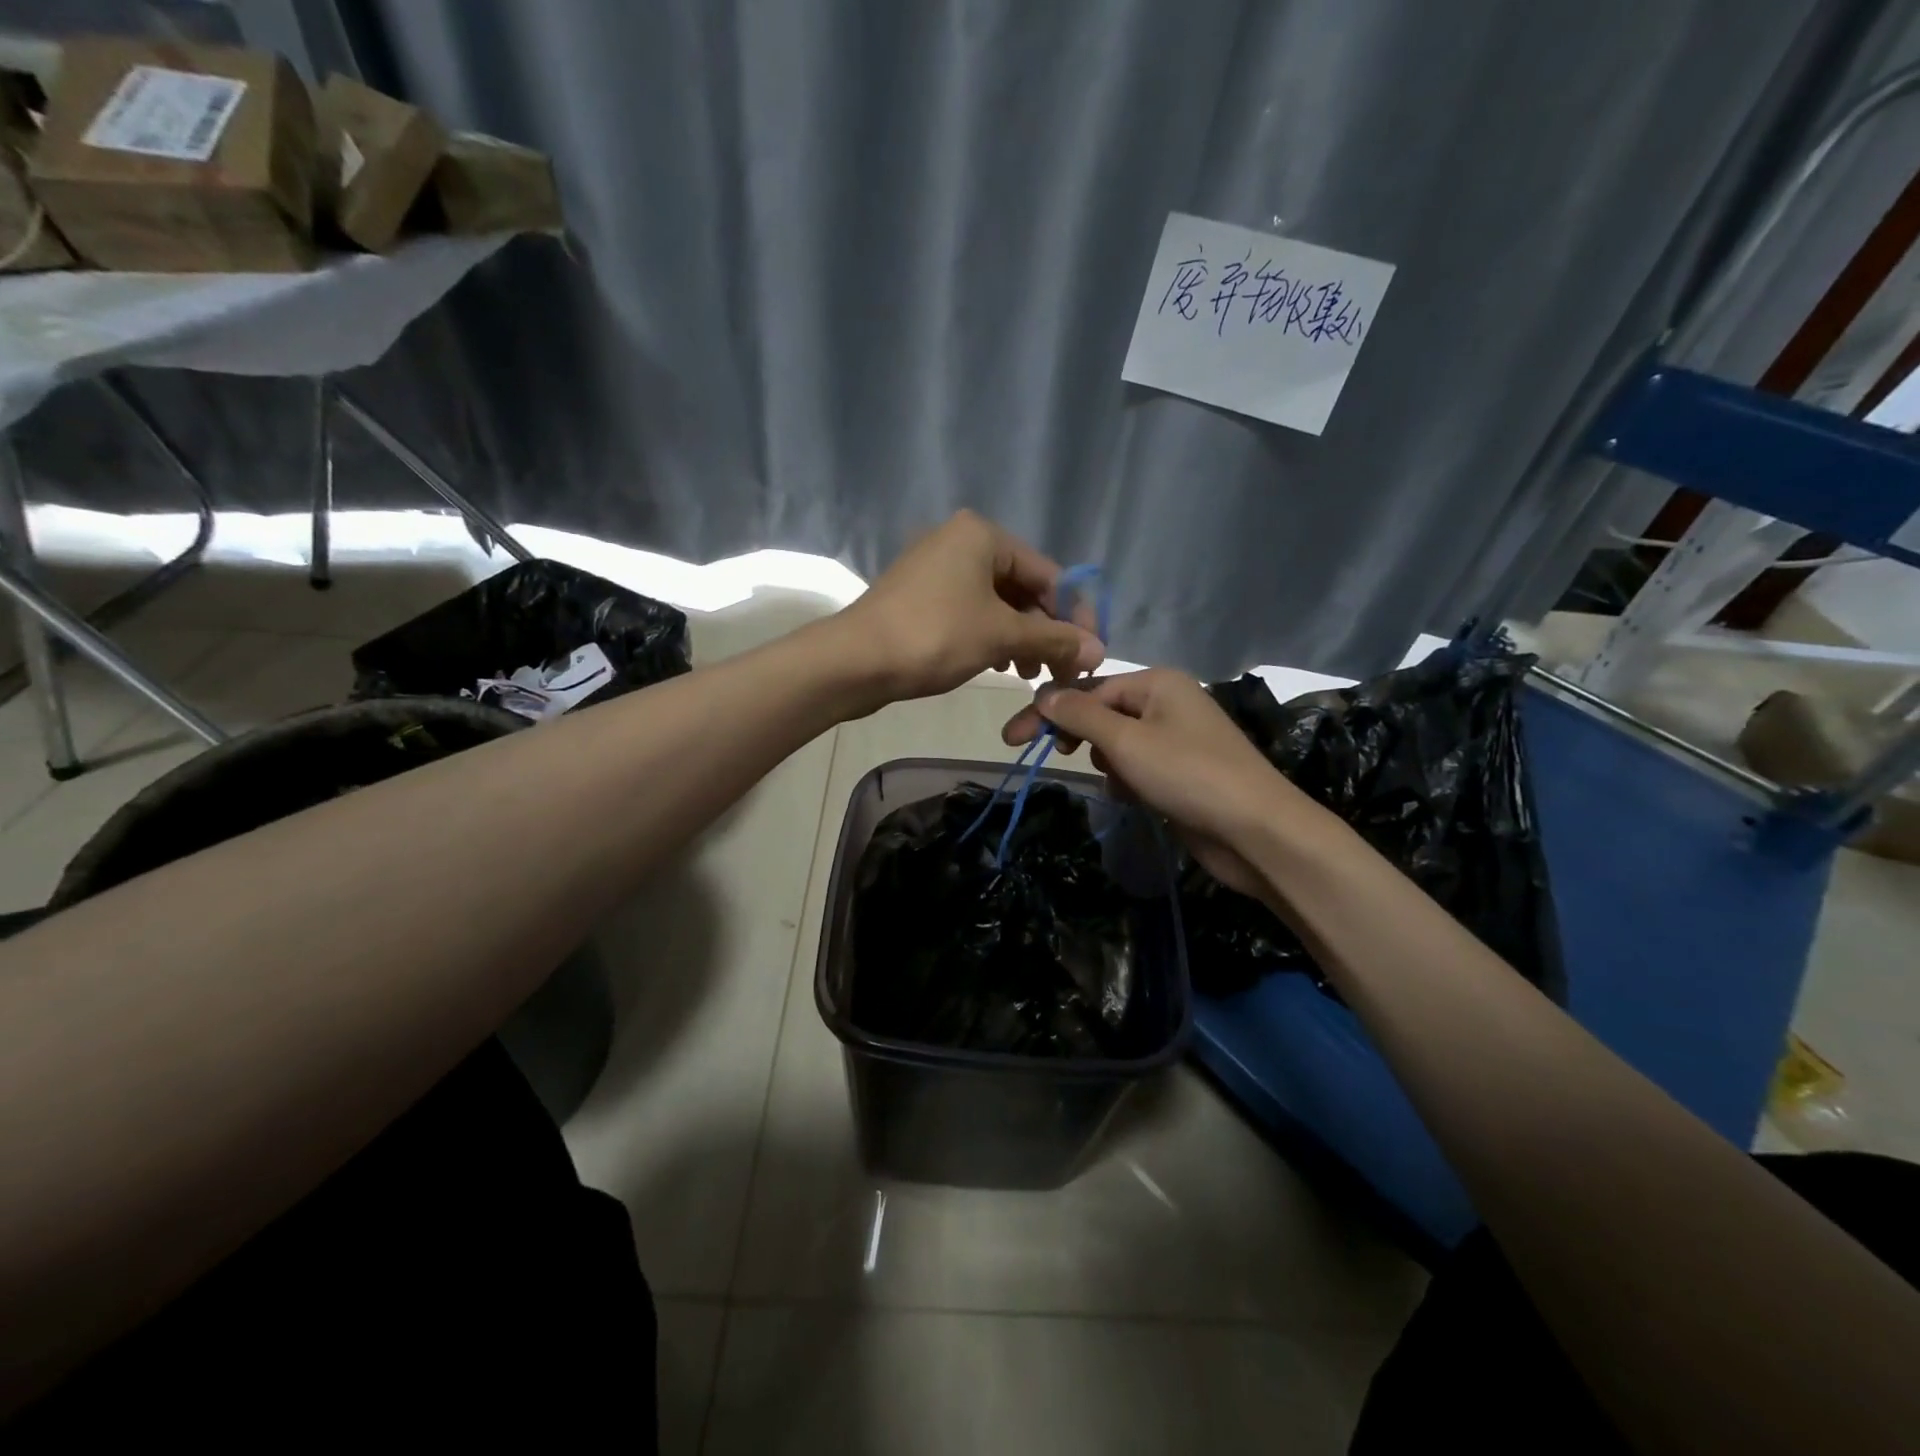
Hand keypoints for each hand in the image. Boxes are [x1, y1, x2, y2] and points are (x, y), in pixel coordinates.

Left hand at [838, 511, 1103, 703]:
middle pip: (1022, 587)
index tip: (1088, 653)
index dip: (1074, 616)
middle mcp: (959, 540)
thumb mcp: (1002, 636)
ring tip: (1026, 674)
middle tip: (1055, 670)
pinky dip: (990, 635)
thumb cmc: (935, 637)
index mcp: (982, 535)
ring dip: (1019, 638)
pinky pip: (969, 610)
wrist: (855, 661)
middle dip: (1043, 630)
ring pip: (996, 602)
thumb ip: (1054, 640)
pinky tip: (997, 664)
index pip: (1048, 573)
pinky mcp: (919, 594)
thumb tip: (1099, 651)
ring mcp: (935, 566)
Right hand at [1003, 669, 1317, 898]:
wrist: (1257, 832)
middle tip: (1056, 757)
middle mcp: (1168, 702)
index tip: (1012, 739)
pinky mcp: (1182, 772)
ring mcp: (1178, 738)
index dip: (1049, 713)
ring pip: (1119, 743)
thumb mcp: (1126, 741)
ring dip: (1109, 763)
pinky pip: (1139, 766)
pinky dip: (1129, 780)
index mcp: (1157, 683)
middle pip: (1103, 713)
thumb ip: (1080, 715)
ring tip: (1121, 784)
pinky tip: (1136, 798)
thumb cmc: (1188, 775)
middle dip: (1080, 736)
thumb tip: (1043, 693)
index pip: (1087, 690)